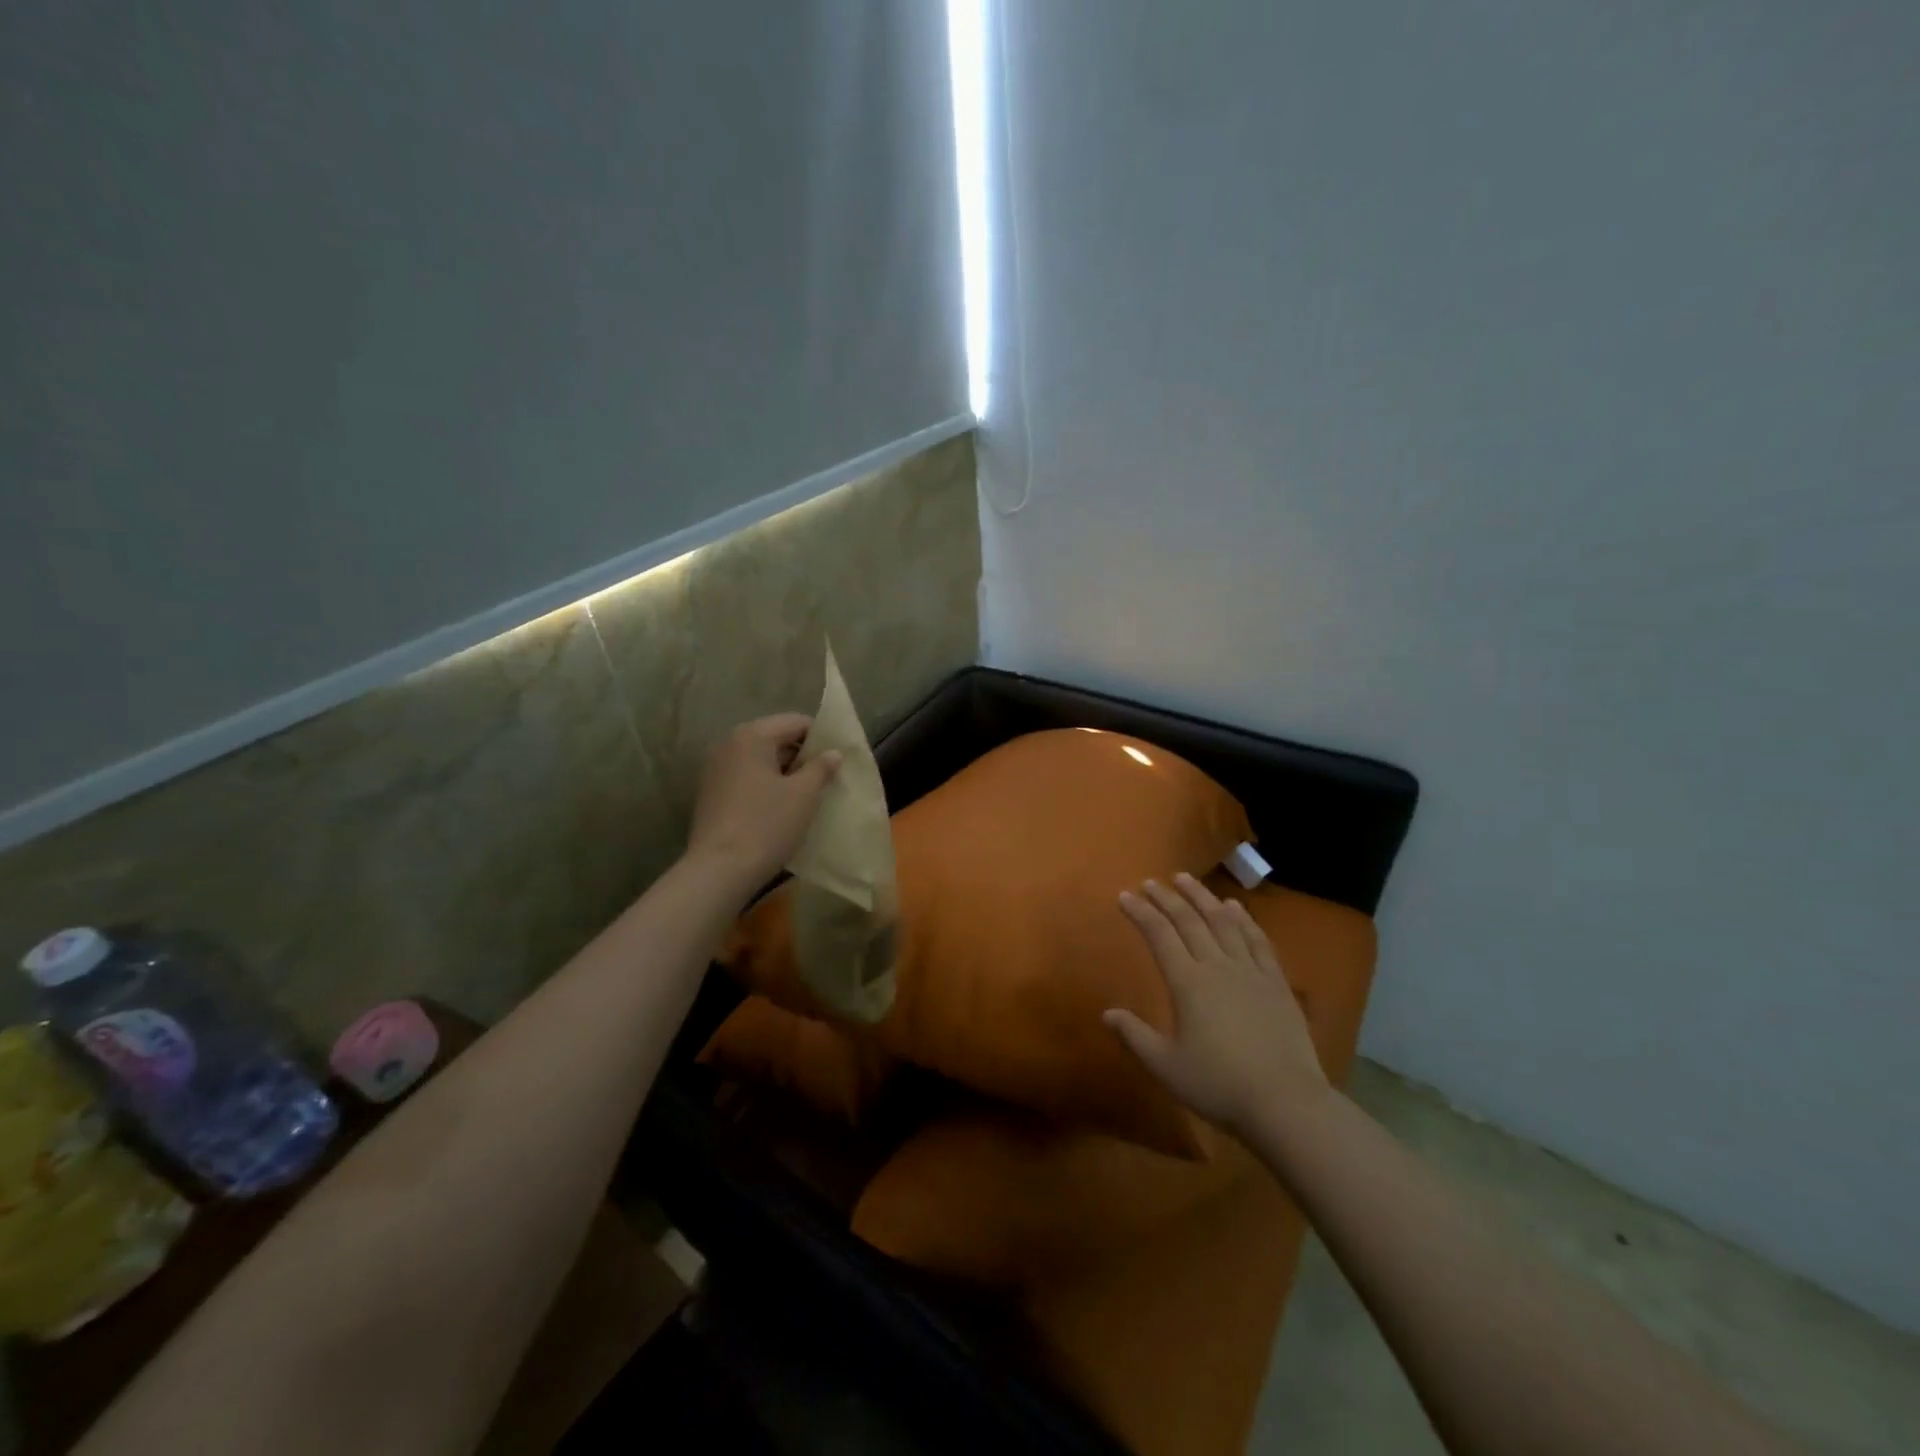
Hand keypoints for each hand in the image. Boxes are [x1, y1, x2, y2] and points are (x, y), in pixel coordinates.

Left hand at [687, 714, 840, 889]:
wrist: (719, 870)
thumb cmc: (767, 824)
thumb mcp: (804, 794)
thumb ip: (821, 767)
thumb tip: (832, 752)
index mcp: (752, 735)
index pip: (796, 722)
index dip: (821, 737)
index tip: (838, 760)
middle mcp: (729, 744)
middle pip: (776, 738)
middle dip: (802, 756)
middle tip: (827, 778)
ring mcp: (715, 768)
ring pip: (760, 760)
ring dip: (784, 772)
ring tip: (807, 795)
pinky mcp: (710, 792)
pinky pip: (746, 777)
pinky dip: (766, 785)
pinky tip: (781, 807)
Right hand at [1105, 873, 1330, 1137]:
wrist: (1286, 1103)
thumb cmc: (1219, 1085)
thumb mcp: (1166, 1067)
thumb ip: (1135, 1036)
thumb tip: (1107, 1013)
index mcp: (1187, 983)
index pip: (1158, 935)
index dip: (1140, 912)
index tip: (1124, 895)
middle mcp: (1217, 966)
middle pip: (1188, 921)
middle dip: (1166, 898)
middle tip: (1150, 882)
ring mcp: (1250, 971)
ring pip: (1223, 921)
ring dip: (1202, 897)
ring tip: (1186, 879)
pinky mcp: (1276, 982)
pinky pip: (1257, 940)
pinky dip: (1243, 919)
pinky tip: (1235, 907)